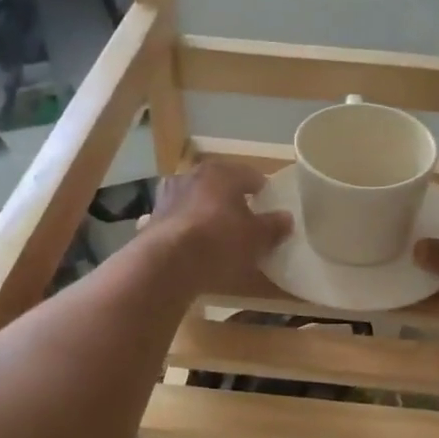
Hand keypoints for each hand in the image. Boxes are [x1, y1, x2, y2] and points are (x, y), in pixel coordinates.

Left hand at [144, 159, 290, 294]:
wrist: (167, 264)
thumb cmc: (220, 241)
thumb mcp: (256, 238)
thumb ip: (273, 226)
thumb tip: (287, 218)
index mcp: (221, 173)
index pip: (249, 174)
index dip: (262, 189)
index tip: (269, 202)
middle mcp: (192, 176)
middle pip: (219, 185)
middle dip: (231, 199)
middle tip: (245, 218)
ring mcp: (168, 196)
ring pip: (195, 200)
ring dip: (205, 211)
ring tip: (216, 232)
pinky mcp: (152, 219)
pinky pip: (176, 221)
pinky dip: (185, 229)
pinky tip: (189, 244)